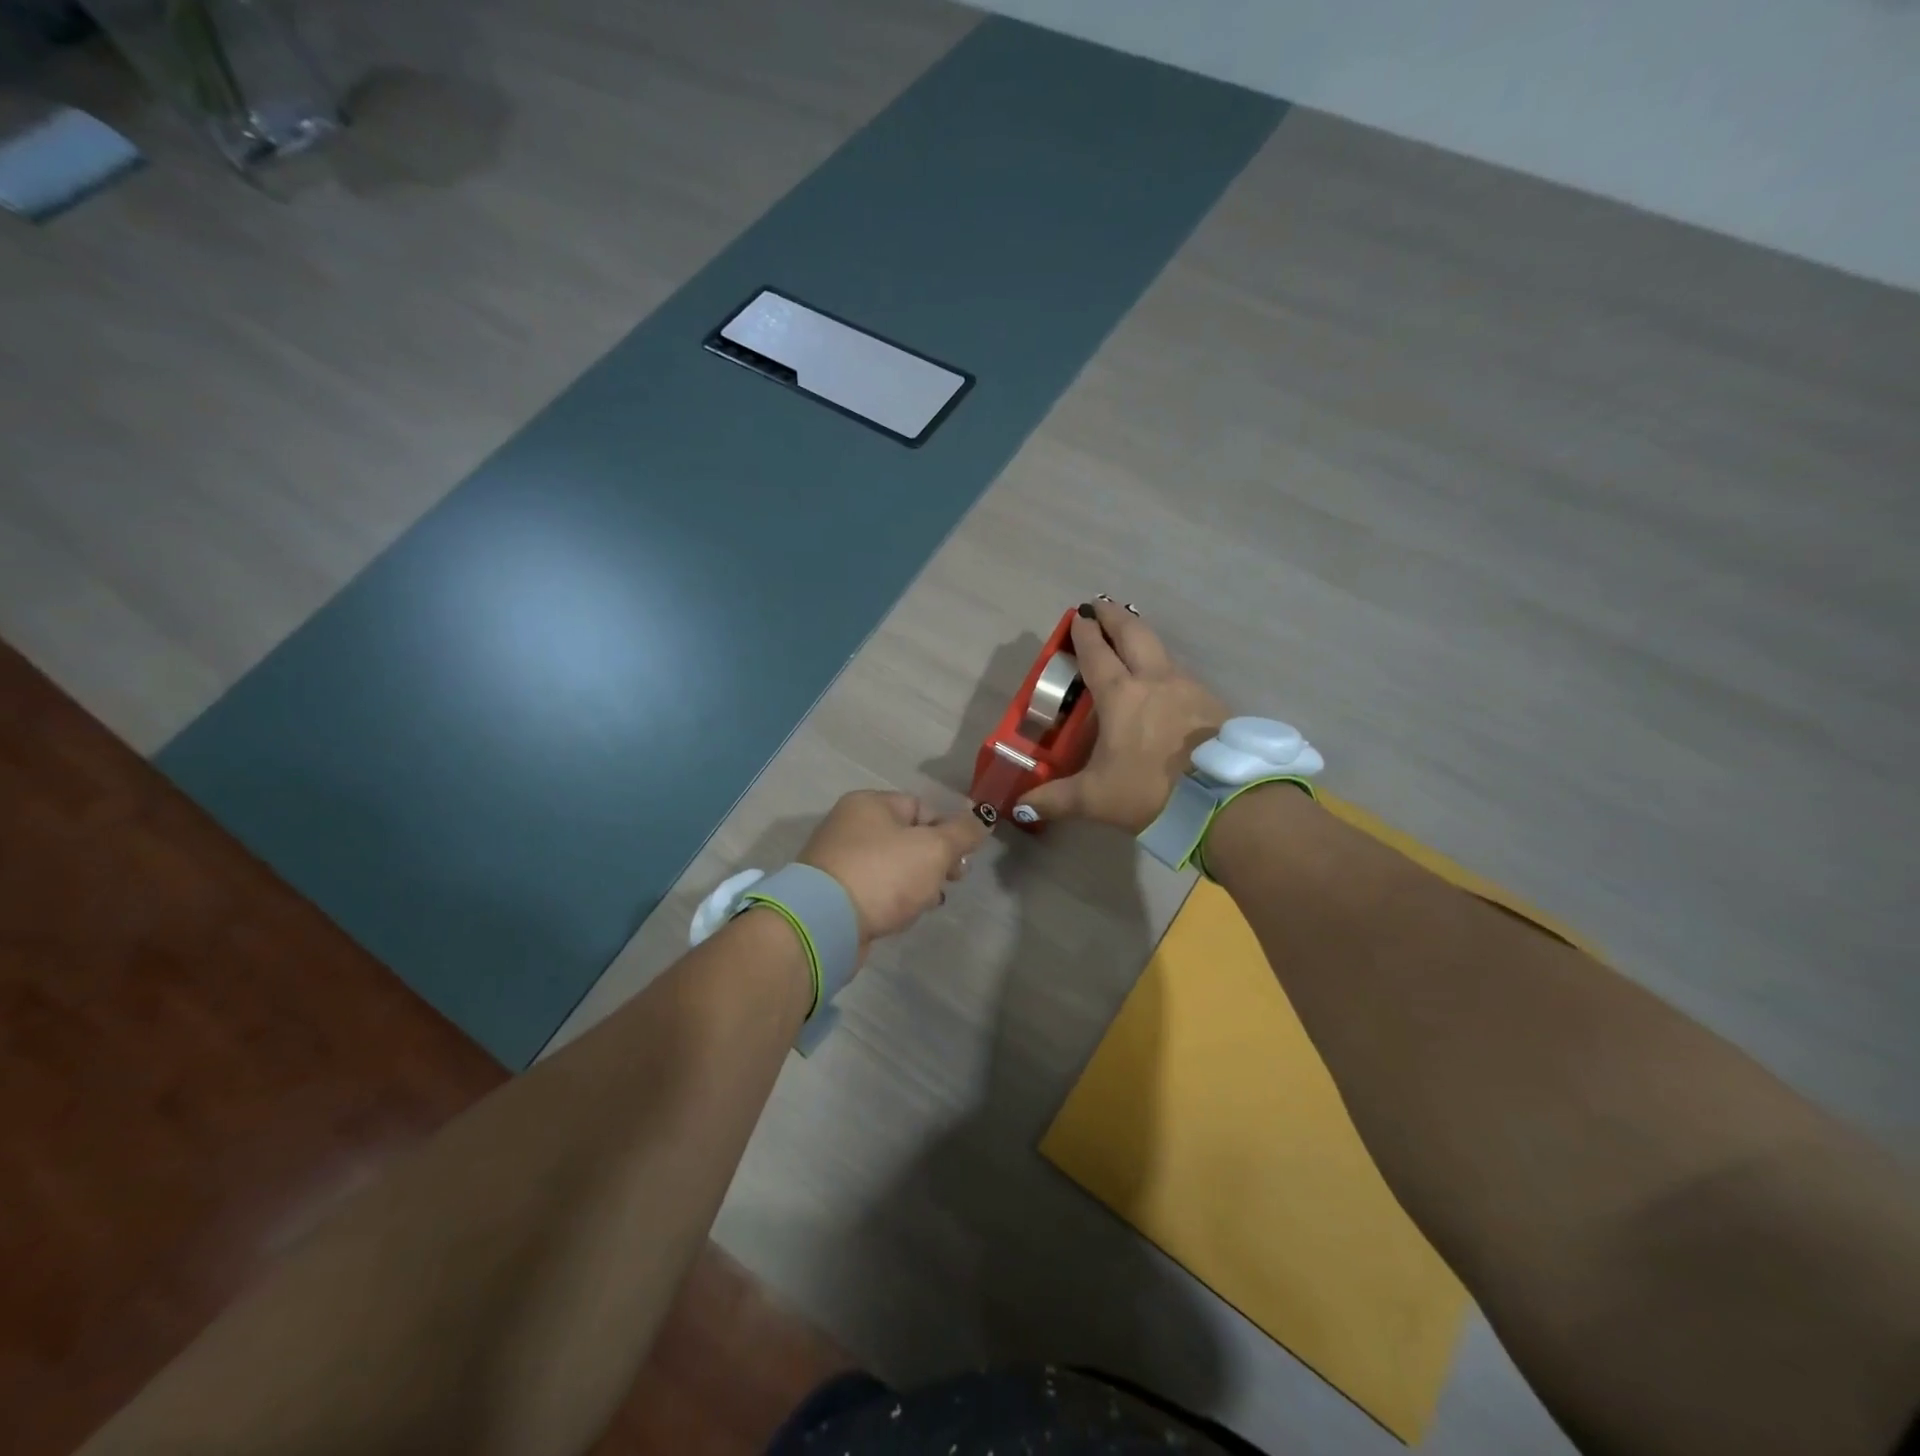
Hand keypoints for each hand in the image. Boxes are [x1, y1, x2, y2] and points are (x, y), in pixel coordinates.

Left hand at [798, 790, 986, 955]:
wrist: (825, 923)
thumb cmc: (883, 874)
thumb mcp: (934, 848)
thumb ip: (963, 833)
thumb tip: (983, 818)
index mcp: (870, 804)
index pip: (920, 807)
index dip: (947, 829)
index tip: (962, 857)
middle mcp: (849, 825)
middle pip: (906, 836)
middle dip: (935, 858)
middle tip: (954, 880)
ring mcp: (838, 860)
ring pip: (892, 865)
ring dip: (917, 881)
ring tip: (932, 901)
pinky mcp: (834, 893)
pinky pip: (875, 888)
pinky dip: (893, 897)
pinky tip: (905, 914)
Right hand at [1017, 600, 1226, 833]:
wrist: (1222, 801)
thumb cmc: (1149, 791)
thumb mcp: (1094, 798)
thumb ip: (1054, 799)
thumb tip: (1020, 806)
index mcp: (1120, 695)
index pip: (1097, 653)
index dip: (1084, 634)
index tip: (1078, 616)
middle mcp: (1154, 680)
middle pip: (1133, 633)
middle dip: (1114, 616)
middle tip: (1101, 605)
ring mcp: (1188, 687)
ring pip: (1161, 650)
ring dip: (1142, 638)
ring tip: (1131, 640)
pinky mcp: (1212, 703)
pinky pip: (1181, 675)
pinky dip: (1165, 668)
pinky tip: (1163, 685)